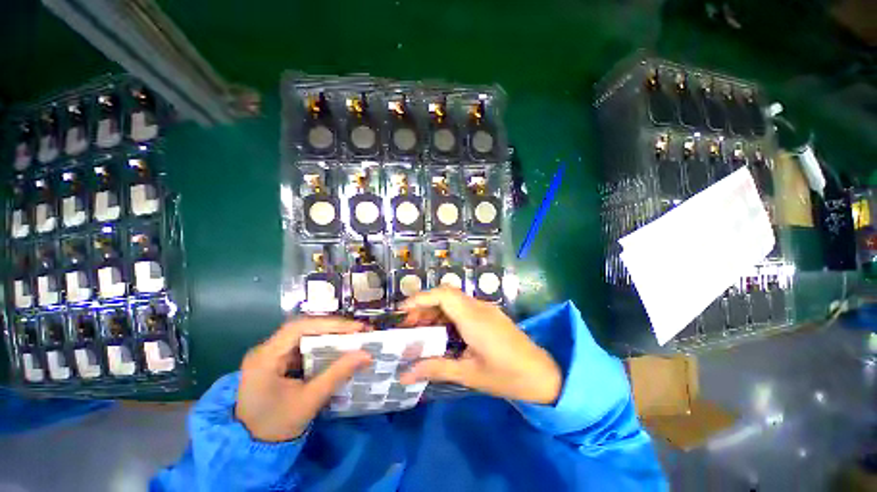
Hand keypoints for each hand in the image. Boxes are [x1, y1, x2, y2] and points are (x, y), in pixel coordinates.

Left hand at [235, 317, 371, 441]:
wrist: (251, 449)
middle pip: (303, 328)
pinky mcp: (276, 361)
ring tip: (353, 337)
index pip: (300, 327)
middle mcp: (265, 350)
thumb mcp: (310, 400)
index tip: (356, 328)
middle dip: (333, 328)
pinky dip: (322, 346)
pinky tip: (337, 349)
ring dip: (329, 335)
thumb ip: (338, 374)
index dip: (330, 324)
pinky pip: (303, 346)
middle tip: (359, 331)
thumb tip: (367, 354)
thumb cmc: (276, 426)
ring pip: (304, 335)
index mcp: (265, 357)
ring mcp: (270, 355)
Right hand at [398, 287, 561, 404]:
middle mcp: (479, 307)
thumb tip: (404, 375)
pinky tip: (441, 333)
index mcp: (473, 318)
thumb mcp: (469, 374)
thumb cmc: (507, 376)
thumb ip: (435, 369)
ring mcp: (485, 309)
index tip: (401, 312)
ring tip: (420, 331)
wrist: (543, 375)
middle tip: (407, 327)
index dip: (420, 298)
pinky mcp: (489, 315)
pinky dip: (447, 316)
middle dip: (423, 307)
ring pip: (453, 301)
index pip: (443, 295)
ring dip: (435, 311)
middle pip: (446, 296)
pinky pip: (463, 308)